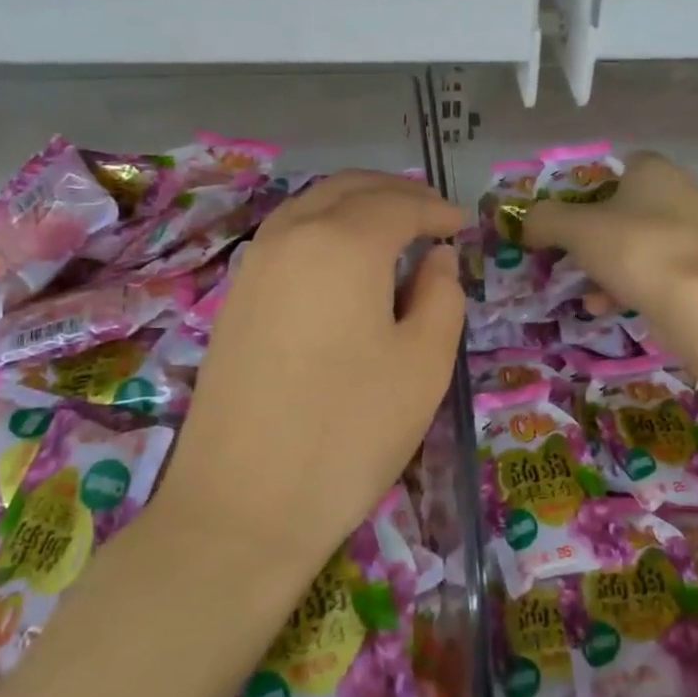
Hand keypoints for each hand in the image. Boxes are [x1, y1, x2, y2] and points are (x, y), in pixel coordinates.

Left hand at [159, 171, 464, 569]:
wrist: (242, 507)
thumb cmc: (350, 432)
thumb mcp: (424, 364)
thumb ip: (441, 295)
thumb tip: (435, 257)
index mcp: (342, 243)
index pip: (398, 204)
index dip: (436, 209)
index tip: (462, 226)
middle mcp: (290, 236)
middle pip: (348, 189)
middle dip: (396, 193)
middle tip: (432, 215)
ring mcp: (254, 265)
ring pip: (311, 206)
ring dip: (356, 205)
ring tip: (393, 230)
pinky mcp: (235, 297)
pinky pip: (287, 236)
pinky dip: (324, 228)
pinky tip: (345, 263)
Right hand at [524, 151, 697, 320]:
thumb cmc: (634, 248)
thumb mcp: (575, 229)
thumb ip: (545, 219)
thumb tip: (528, 223)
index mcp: (654, 169)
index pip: (616, 166)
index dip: (586, 188)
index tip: (565, 215)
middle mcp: (680, 192)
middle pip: (624, 209)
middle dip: (593, 235)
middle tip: (568, 254)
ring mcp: (694, 233)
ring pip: (637, 244)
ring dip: (606, 266)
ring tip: (583, 291)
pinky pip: (654, 271)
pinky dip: (627, 286)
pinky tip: (604, 307)